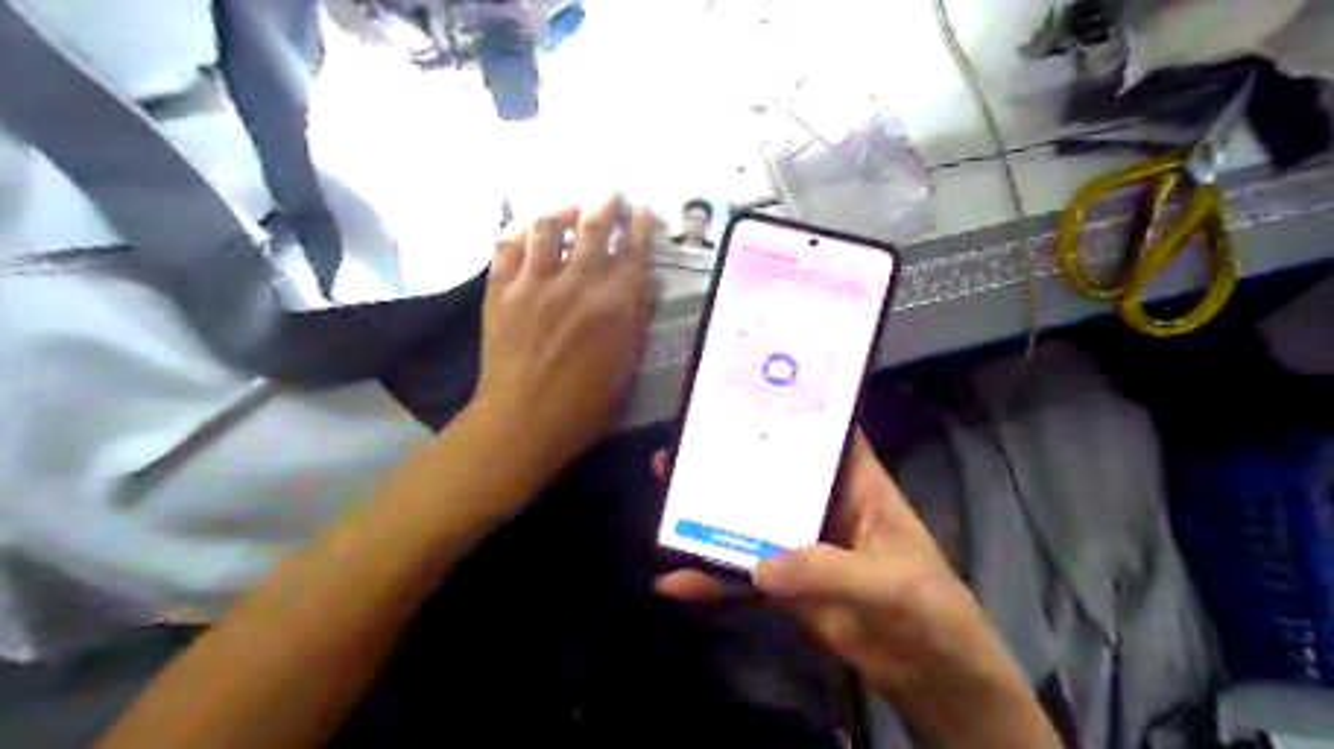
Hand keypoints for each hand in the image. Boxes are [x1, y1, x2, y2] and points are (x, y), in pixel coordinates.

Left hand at [474, 195, 653, 467]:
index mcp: (613, 304)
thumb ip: (635, 320)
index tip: (644, 210)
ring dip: (563, 210)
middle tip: (611, 193)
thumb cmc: (584, 406)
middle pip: (593, 228)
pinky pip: (507, 247)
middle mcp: (577, 283)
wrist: (522, 422)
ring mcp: (534, 283)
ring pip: (548, 227)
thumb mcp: (626, 367)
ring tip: (569, 208)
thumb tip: (643, 284)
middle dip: (606, 204)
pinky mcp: (501, 291)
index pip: (633, 252)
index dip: (640, 227)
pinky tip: (526, 232)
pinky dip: (519, 233)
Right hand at [651, 431, 1059, 746]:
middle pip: (775, 474)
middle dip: (734, 459)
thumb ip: (829, 573)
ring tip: (667, 497)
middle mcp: (827, 508)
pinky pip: (746, 575)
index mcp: (860, 488)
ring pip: (753, 521)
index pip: (830, 436)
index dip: (798, 411)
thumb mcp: (891, 584)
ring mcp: (804, 548)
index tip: (752, 390)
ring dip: (713, 513)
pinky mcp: (789, 586)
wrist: (934, 678)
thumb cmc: (932, 612)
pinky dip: (714, 578)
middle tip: (684, 445)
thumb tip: (760, 567)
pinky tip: (677, 580)